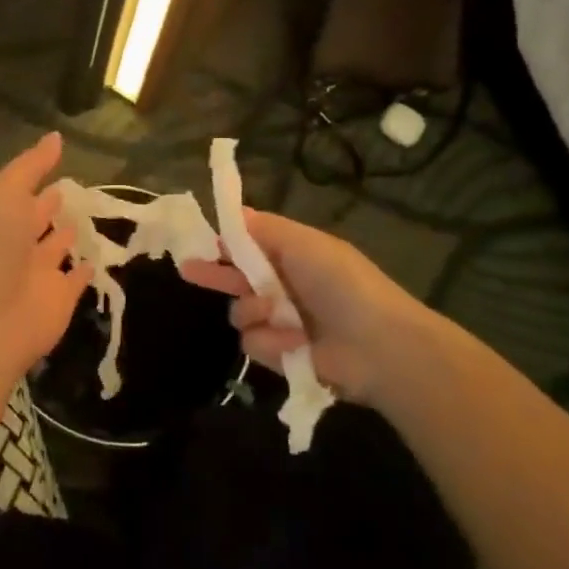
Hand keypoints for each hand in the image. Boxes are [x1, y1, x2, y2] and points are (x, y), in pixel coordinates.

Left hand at [0, 132, 92, 386]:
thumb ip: (31, 166)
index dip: (36, 179)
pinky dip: (85, 270)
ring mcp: (38, 274)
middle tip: (75, 190)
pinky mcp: (59, 299)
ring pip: (56, 249)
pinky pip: (76, 280)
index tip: (58, 163)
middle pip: (36, 220)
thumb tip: (56, 136)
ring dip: (68, 236)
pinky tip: (96, 260)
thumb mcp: (5, 192)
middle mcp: (16, 244)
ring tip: (86, 219)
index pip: (20, 194)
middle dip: (51, 206)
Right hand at [181, 209, 437, 403]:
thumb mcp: (304, 243)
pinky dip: (272, 342)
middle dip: (216, 275)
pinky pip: (254, 344)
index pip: (248, 246)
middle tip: (189, 270)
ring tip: (278, 315)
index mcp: (293, 256)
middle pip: (237, 279)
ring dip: (254, 312)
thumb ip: (263, 228)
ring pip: (240, 313)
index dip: (224, 244)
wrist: (380, 347)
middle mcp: (285, 288)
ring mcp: (282, 323)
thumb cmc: (342, 284)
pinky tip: (294, 343)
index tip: (199, 242)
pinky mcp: (282, 356)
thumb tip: (234, 212)